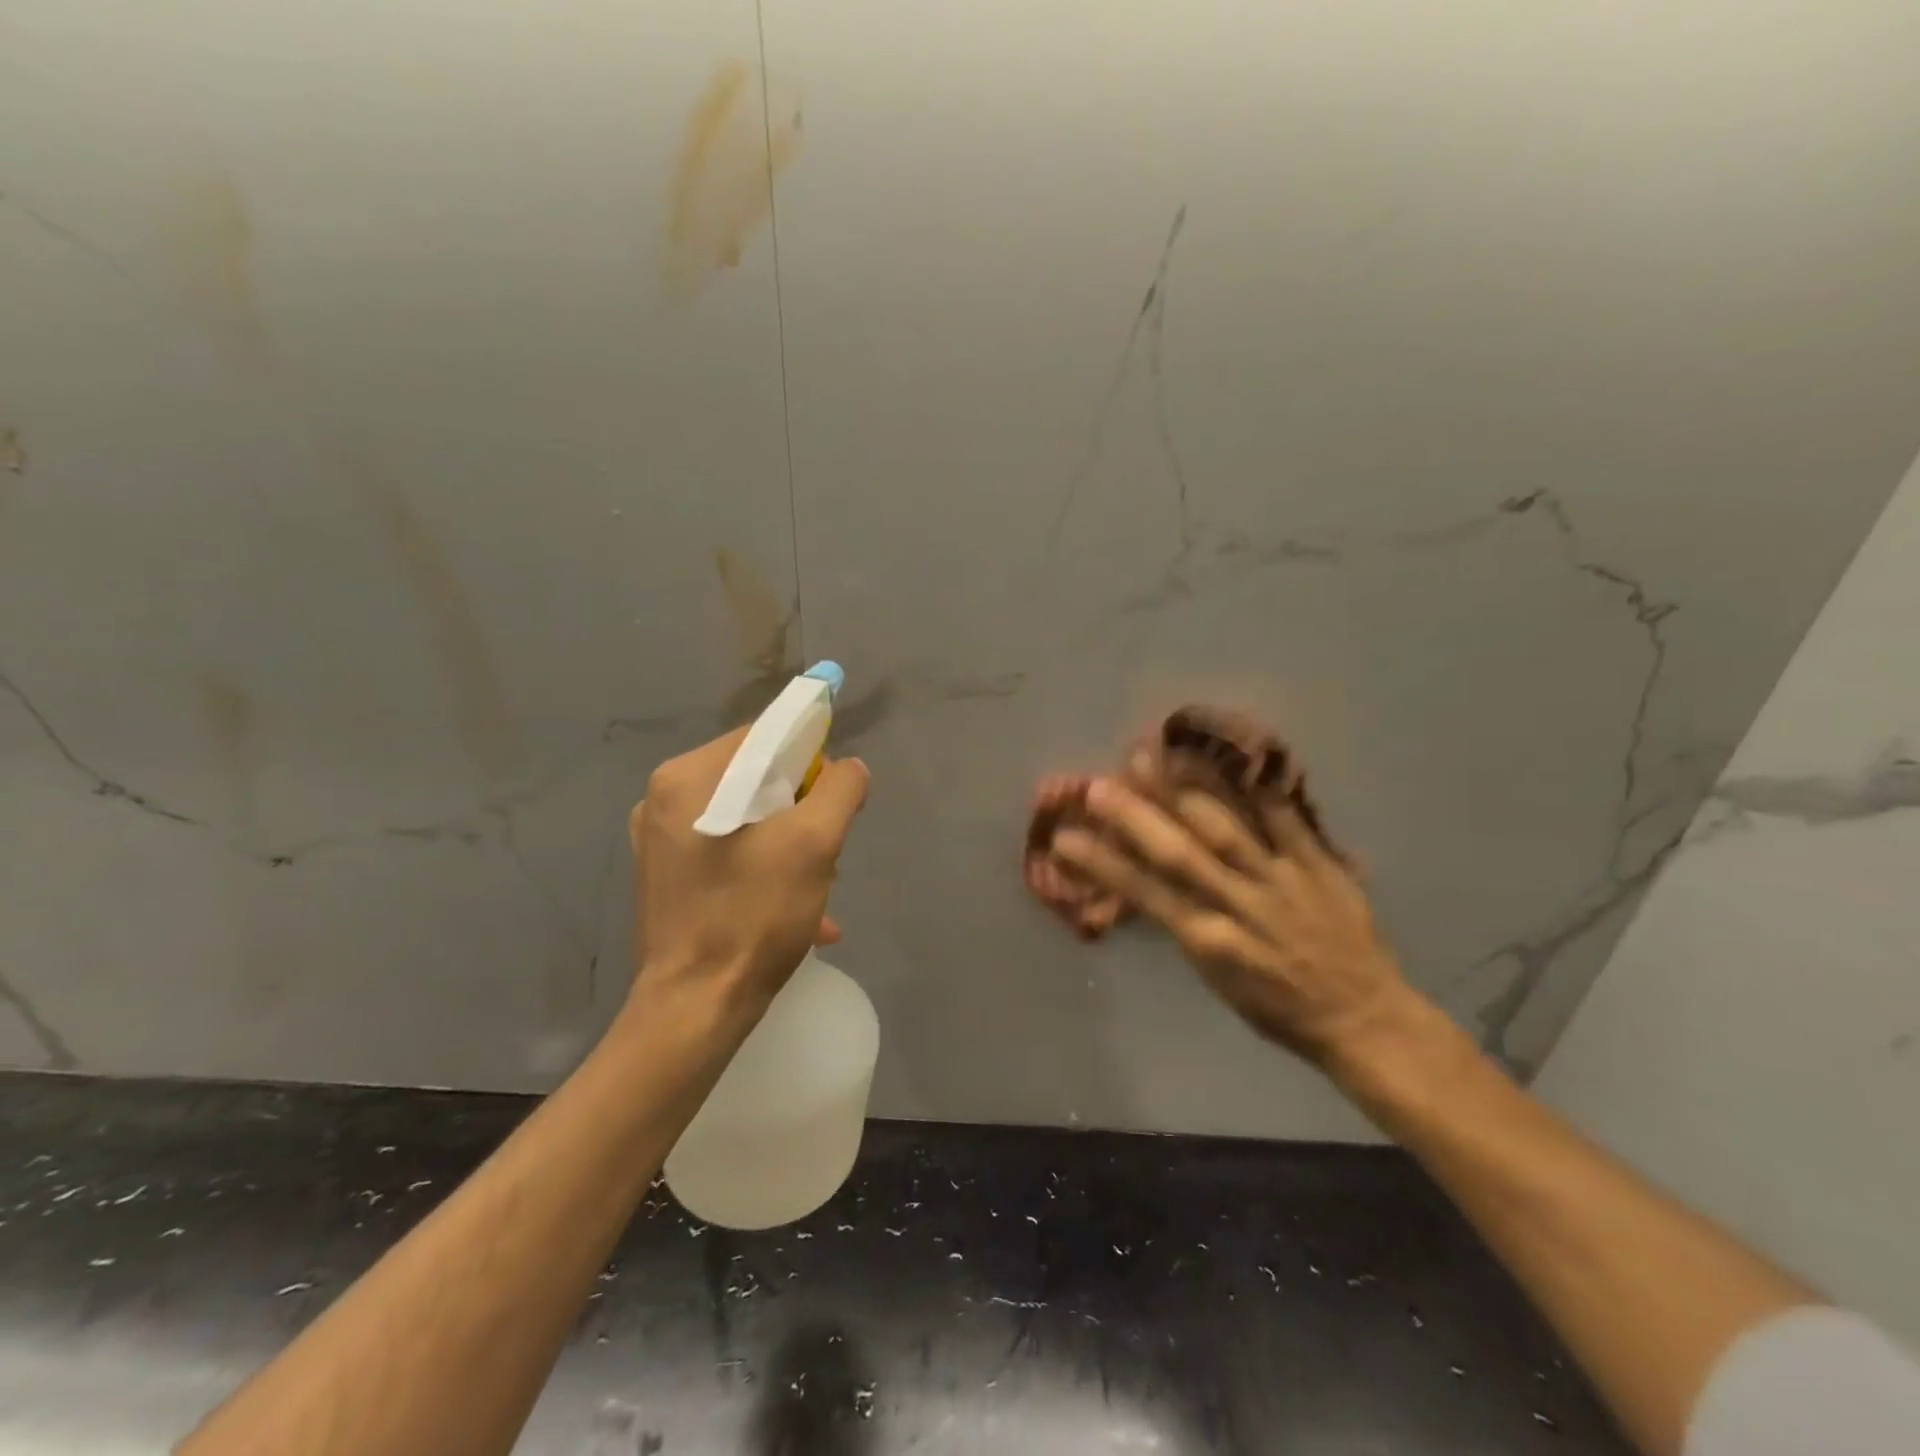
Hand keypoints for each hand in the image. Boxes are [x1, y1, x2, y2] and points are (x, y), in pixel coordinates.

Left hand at [628, 728, 868, 1025]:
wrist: (695, 1009)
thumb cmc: (753, 916)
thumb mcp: (814, 843)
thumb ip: (840, 789)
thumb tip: (848, 769)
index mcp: (688, 777)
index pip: (765, 736)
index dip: (811, 758)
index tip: (834, 798)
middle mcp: (663, 799)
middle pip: (756, 778)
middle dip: (801, 809)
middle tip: (825, 850)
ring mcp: (660, 840)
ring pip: (748, 817)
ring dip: (790, 843)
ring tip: (817, 886)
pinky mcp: (666, 876)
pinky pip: (729, 850)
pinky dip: (765, 868)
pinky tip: (798, 910)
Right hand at [1052, 776, 1410, 1066]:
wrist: (1364, 1018)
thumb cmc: (1279, 1008)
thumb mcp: (1217, 979)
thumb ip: (1184, 926)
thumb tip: (1146, 885)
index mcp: (1210, 943)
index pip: (1146, 895)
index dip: (1103, 864)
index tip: (1065, 838)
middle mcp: (1241, 907)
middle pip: (1180, 855)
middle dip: (1136, 818)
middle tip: (1098, 785)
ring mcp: (1282, 881)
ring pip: (1226, 829)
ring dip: (1185, 790)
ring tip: (1152, 754)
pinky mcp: (1320, 865)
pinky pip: (1287, 820)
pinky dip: (1259, 787)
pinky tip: (1233, 754)